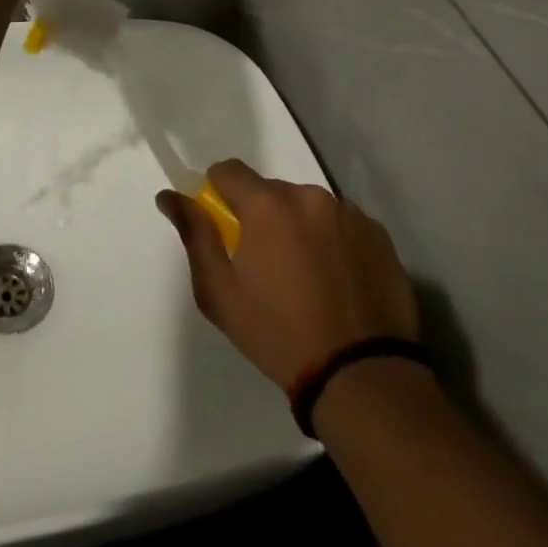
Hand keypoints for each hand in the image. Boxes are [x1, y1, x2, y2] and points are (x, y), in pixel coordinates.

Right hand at [157, 160, 420, 392]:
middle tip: (266, 265)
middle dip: (262, 217)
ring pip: (308, 207)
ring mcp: (349, 213)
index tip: (225, 227)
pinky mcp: (379, 235)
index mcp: (267, 204)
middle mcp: (309, 196)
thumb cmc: (278, 334)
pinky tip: (338, 282)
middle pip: (271, 191)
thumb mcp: (220, 292)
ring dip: (299, 228)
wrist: (361, 375)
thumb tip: (169, 196)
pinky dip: (333, 241)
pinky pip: (342, 224)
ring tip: (307, 278)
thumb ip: (194, 235)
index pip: (228, 171)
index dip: (219, 194)